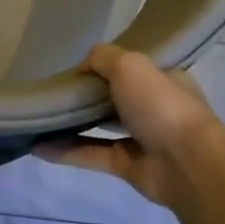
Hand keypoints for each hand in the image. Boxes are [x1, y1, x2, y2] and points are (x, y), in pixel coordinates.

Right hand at [37, 44, 224, 208]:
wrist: (187, 163)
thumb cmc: (161, 106)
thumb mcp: (130, 65)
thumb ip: (102, 58)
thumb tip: (80, 67)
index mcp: (162, 79)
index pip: (130, 67)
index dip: (102, 66)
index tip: (73, 68)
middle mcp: (152, 107)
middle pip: (112, 97)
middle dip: (84, 95)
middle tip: (51, 92)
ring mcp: (140, 138)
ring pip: (99, 127)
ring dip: (70, 124)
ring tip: (38, 118)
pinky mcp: (126, 165)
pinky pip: (90, 154)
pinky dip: (65, 151)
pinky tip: (37, 146)